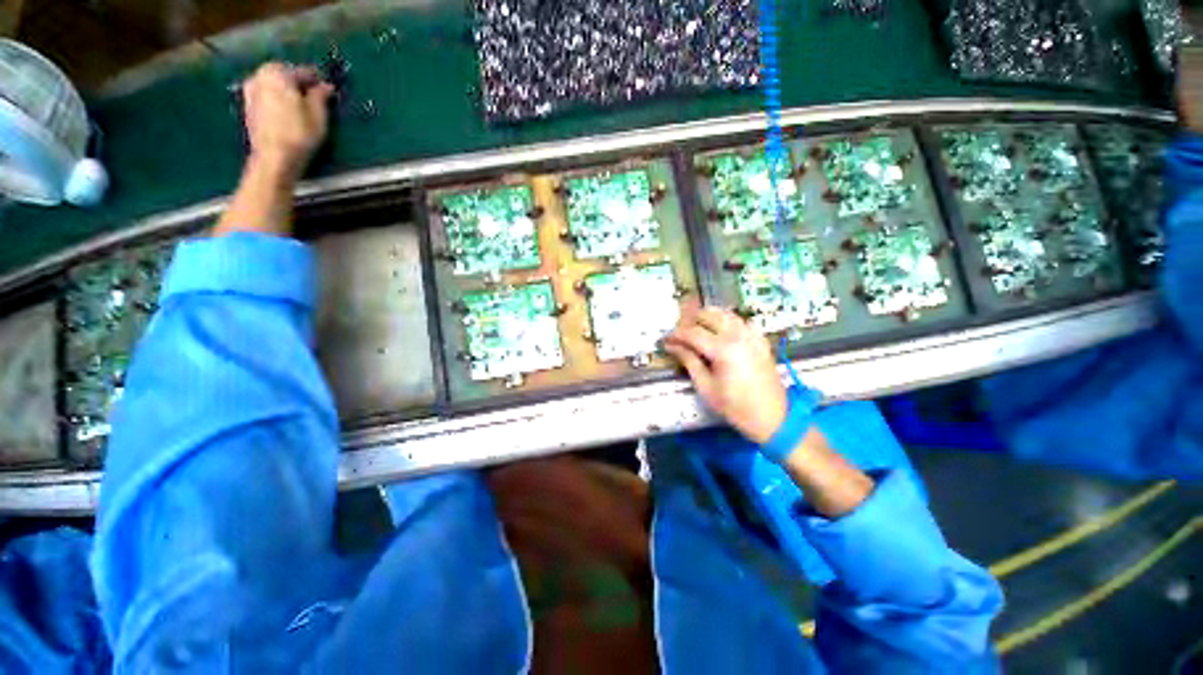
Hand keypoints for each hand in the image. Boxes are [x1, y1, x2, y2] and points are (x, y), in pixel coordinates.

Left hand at [240, 63, 333, 182]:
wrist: (273, 157)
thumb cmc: (299, 134)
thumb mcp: (318, 115)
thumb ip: (321, 96)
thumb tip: (325, 86)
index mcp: (278, 74)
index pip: (303, 71)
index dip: (318, 80)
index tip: (328, 88)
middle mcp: (260, 76)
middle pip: (283, 74)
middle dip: (298, 82)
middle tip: (314, 95)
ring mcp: (250, 90)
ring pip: (273, 84)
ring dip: (286, 90)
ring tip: (301, 104)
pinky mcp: (248, 106)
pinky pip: (266, 94)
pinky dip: (276, 98)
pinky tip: (287, 111)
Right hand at [665, 307, 788, 444]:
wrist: (773, 418)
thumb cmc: (735, 407)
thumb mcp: (706, 387)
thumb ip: (689, 361)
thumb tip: (672, 346)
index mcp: (723, 349)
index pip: (692, 333)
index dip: (676, 335)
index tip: (665, 339)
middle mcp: (738, 336)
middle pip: (708, 316)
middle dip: (690, 321)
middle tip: (679, 334)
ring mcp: (752, 336)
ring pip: (726, 314)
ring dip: (708, 317)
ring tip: (695, 327)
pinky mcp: (761, 341)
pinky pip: (742, 321)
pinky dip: (728, 321)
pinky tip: (721, 330)